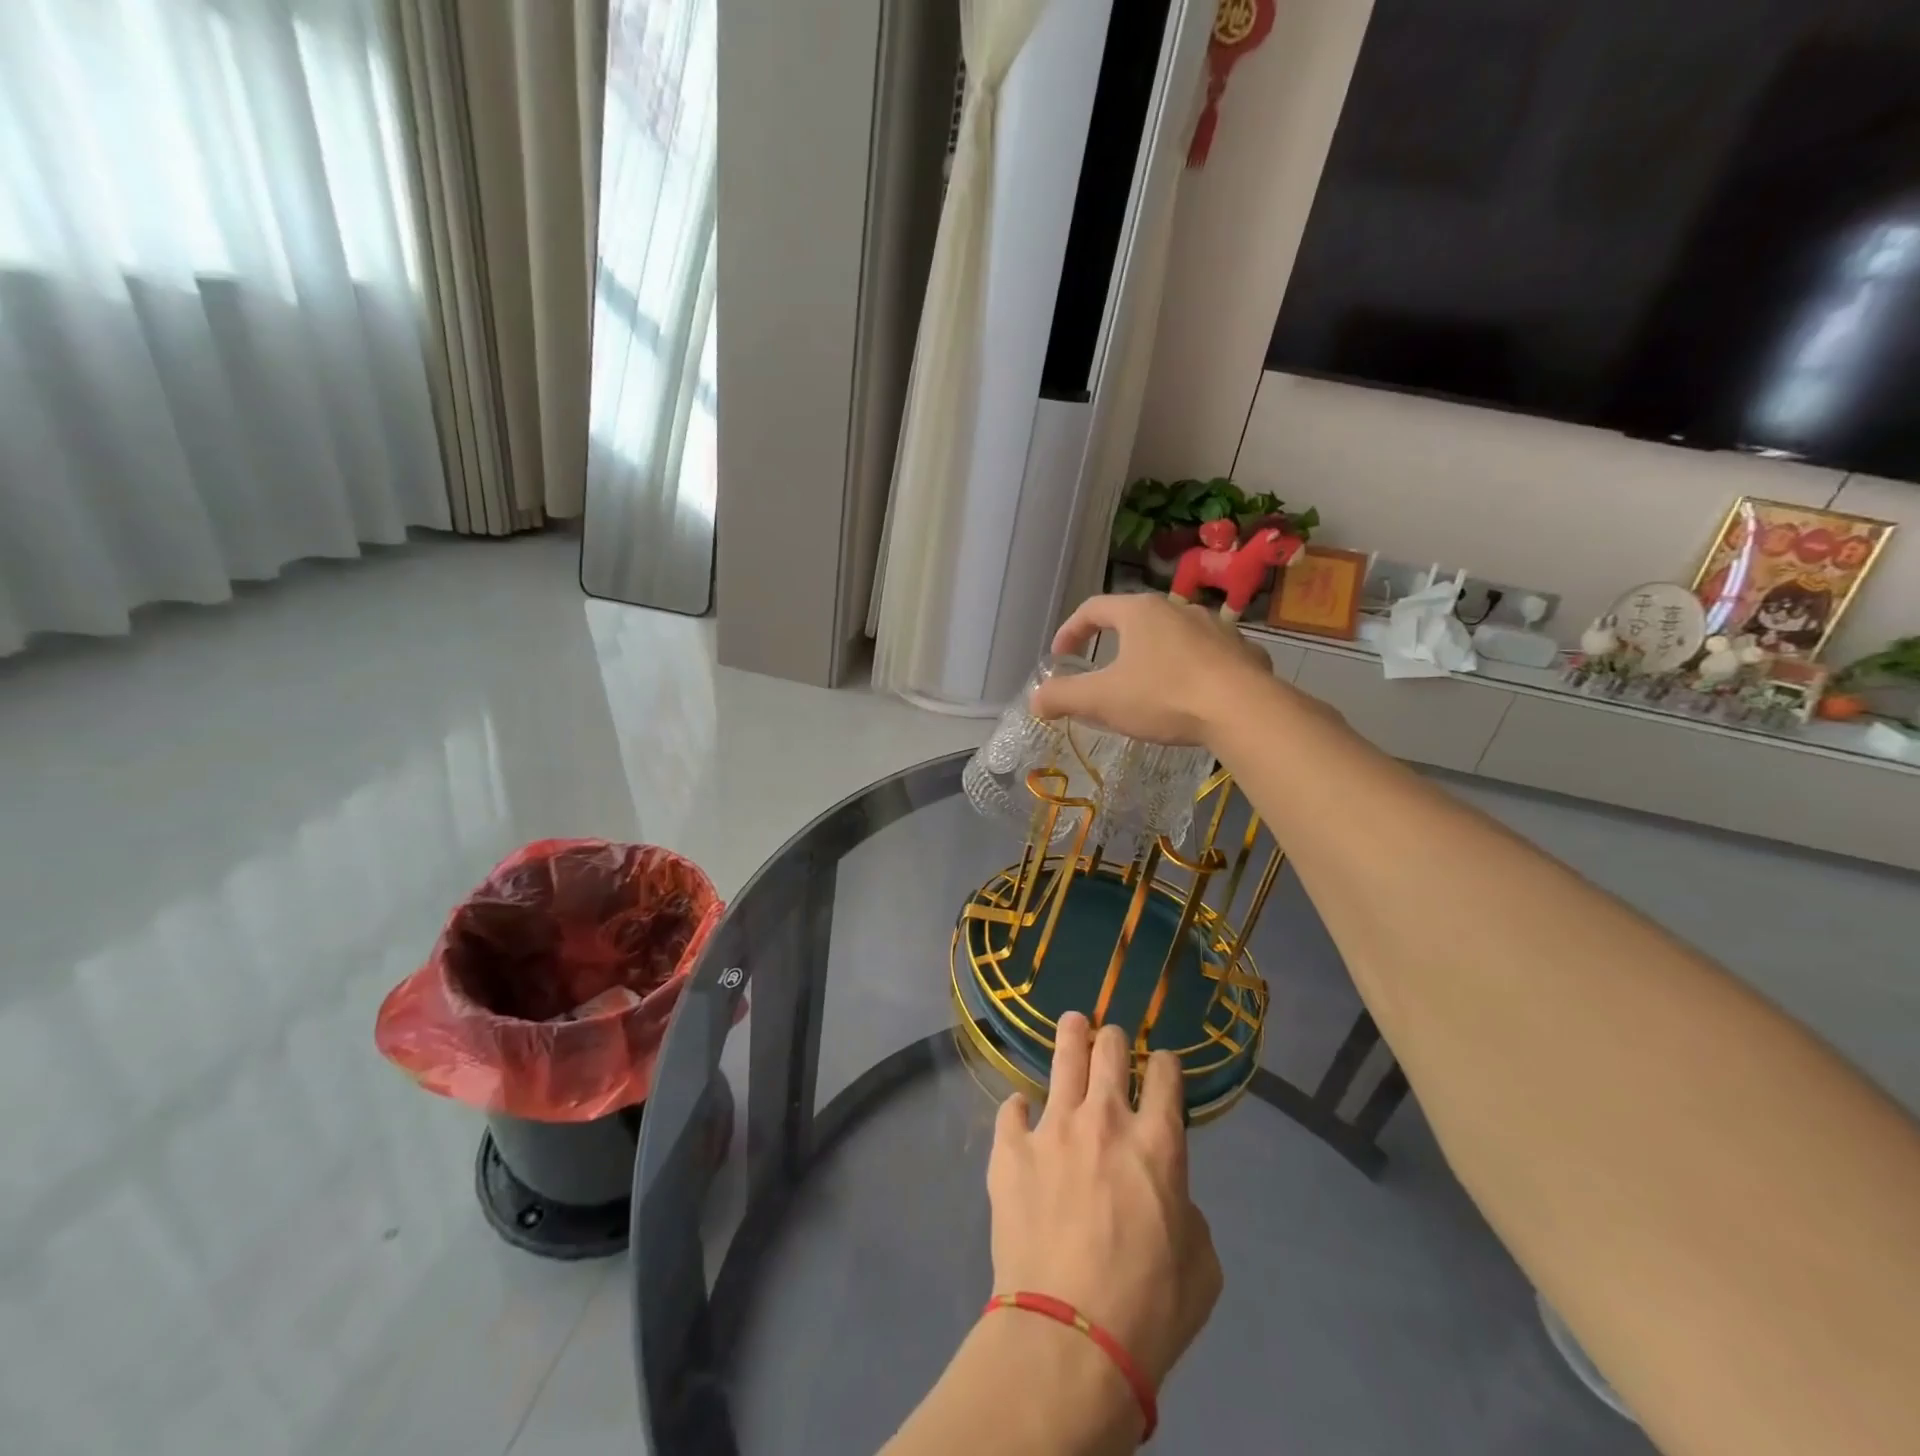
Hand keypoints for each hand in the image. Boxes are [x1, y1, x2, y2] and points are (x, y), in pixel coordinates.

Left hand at [986, 1011, 1222, 1394]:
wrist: (1070, 1337)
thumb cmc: (1149, 1308)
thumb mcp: (1201, 1265)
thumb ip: (1185, 1209)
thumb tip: (1164, 1192)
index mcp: (1158, 1142)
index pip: (1166, 1075)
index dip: (1166, 1064)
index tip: (1163, 1067)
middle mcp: (1106, 1118)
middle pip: (1111, 1050)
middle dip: (1114, 1039)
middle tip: (1111, 1041)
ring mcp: (1053, 1127)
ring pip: (1064, 1057)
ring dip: (1072, 1036)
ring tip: (1073, 1024)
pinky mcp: (1011, 1148)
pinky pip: (1012, 1109)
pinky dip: (1019, 1110)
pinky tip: (1020, 1115)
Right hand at [1030, 594, 1273, 746]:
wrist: (1243, 710)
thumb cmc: (1163, 696)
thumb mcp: (1102, 700)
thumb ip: (1063, 697)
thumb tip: (1035, 699)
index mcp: (1139, 612)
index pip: (1093, 608)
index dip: (1070, 631)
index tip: (1060, 656)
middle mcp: (1177, 608)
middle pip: (1135, 618)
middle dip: (1113, 642)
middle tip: (1101, 669)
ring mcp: (1215, 627)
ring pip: (1174, 635)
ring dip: (1154, 654)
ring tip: (1148, 682)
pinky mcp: (1243, 651)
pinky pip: (1208, 654)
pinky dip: (1192, 667)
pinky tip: (1192, 692)